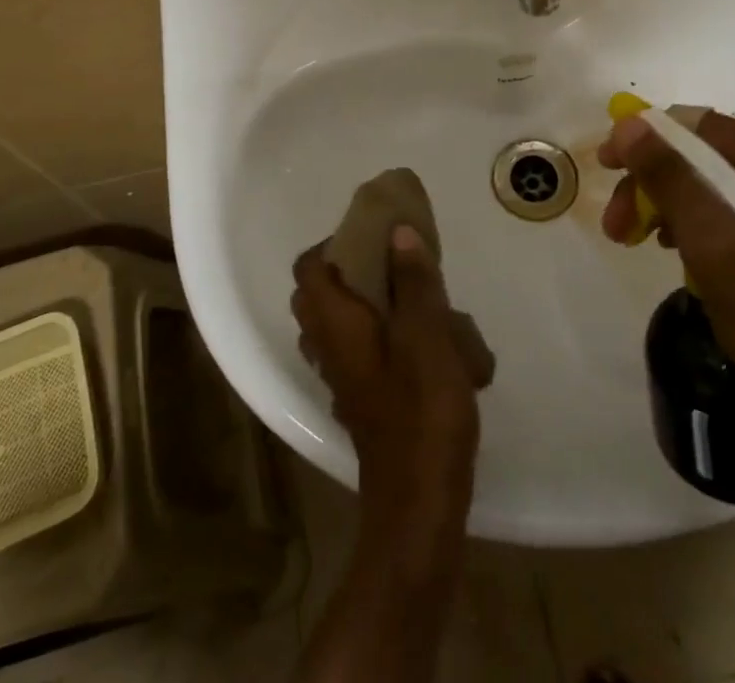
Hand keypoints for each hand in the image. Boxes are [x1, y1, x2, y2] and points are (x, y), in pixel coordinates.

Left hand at [292, 227, 481, 541]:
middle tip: (392, 262)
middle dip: (349, 270)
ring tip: (409, 297)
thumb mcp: (426, 335)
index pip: (307, 268)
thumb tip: (398, 230)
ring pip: (336, 324)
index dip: (331, 243)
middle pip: (317, 294)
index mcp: (334, 324)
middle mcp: (326, 347)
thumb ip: (413, 281)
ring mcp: (340, 377)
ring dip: (363, 302)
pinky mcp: (359, 400)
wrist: (420, 503)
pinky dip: (375, 333)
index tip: (370, 235)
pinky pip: (355, 350)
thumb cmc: (422, 410)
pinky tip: (419, 341)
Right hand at [599, 108, 734, 458]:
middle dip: (652, 182)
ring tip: (638, 242)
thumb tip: (629, 124)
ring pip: (713, 180)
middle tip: (616, 226)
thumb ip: (673, 182)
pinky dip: (698, 223)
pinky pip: (734, 206)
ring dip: (668, 205)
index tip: (605, 173)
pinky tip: (680, 254)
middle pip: (701, 152)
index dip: (641, 143)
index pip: (692, 125)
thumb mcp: (718, 252)